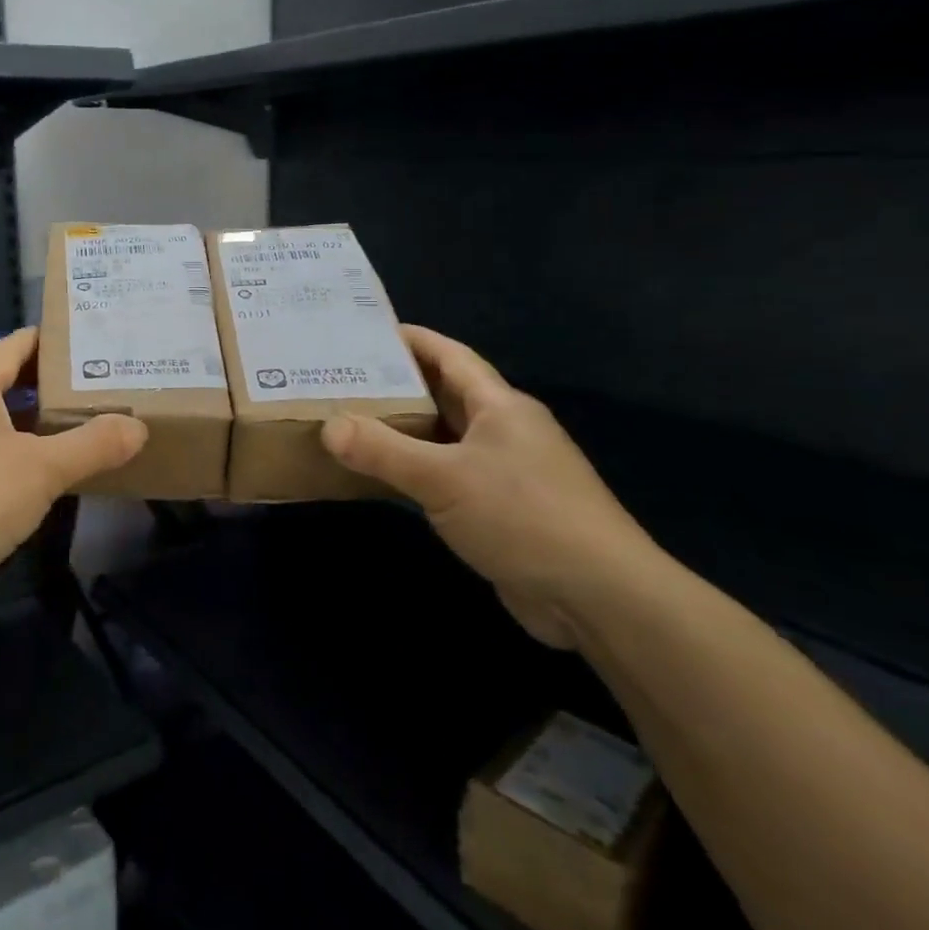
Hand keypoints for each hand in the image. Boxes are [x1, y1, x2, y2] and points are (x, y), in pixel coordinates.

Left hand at [0, 328, 146, 621]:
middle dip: (54, 384)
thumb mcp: (42, 469)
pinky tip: (52, 472)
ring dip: (38, 423)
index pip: (16, 344)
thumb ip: (93, 445)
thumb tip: (137, 428)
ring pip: (0, 421)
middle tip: (104, 385)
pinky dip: (21, 454)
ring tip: (88, 425)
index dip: (54, 340)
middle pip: (9, 381)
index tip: (95, 342)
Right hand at [320, 327, 662, 648]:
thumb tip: (329, 426)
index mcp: (501, 406)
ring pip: (445, 437)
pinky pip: (448, 475)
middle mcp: (505, 430)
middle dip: (397, 384)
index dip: (411, 340)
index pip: (451, 356)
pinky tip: (382, 476)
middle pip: (445, 393)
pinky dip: (415, 470)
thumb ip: (383, 450)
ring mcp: (506, 471)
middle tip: (344, 378)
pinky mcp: (501, 509)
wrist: (599, 597)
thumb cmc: (524, 518)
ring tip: (350, 421)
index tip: (365, 332)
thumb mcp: (444, 479)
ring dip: (404, 429)